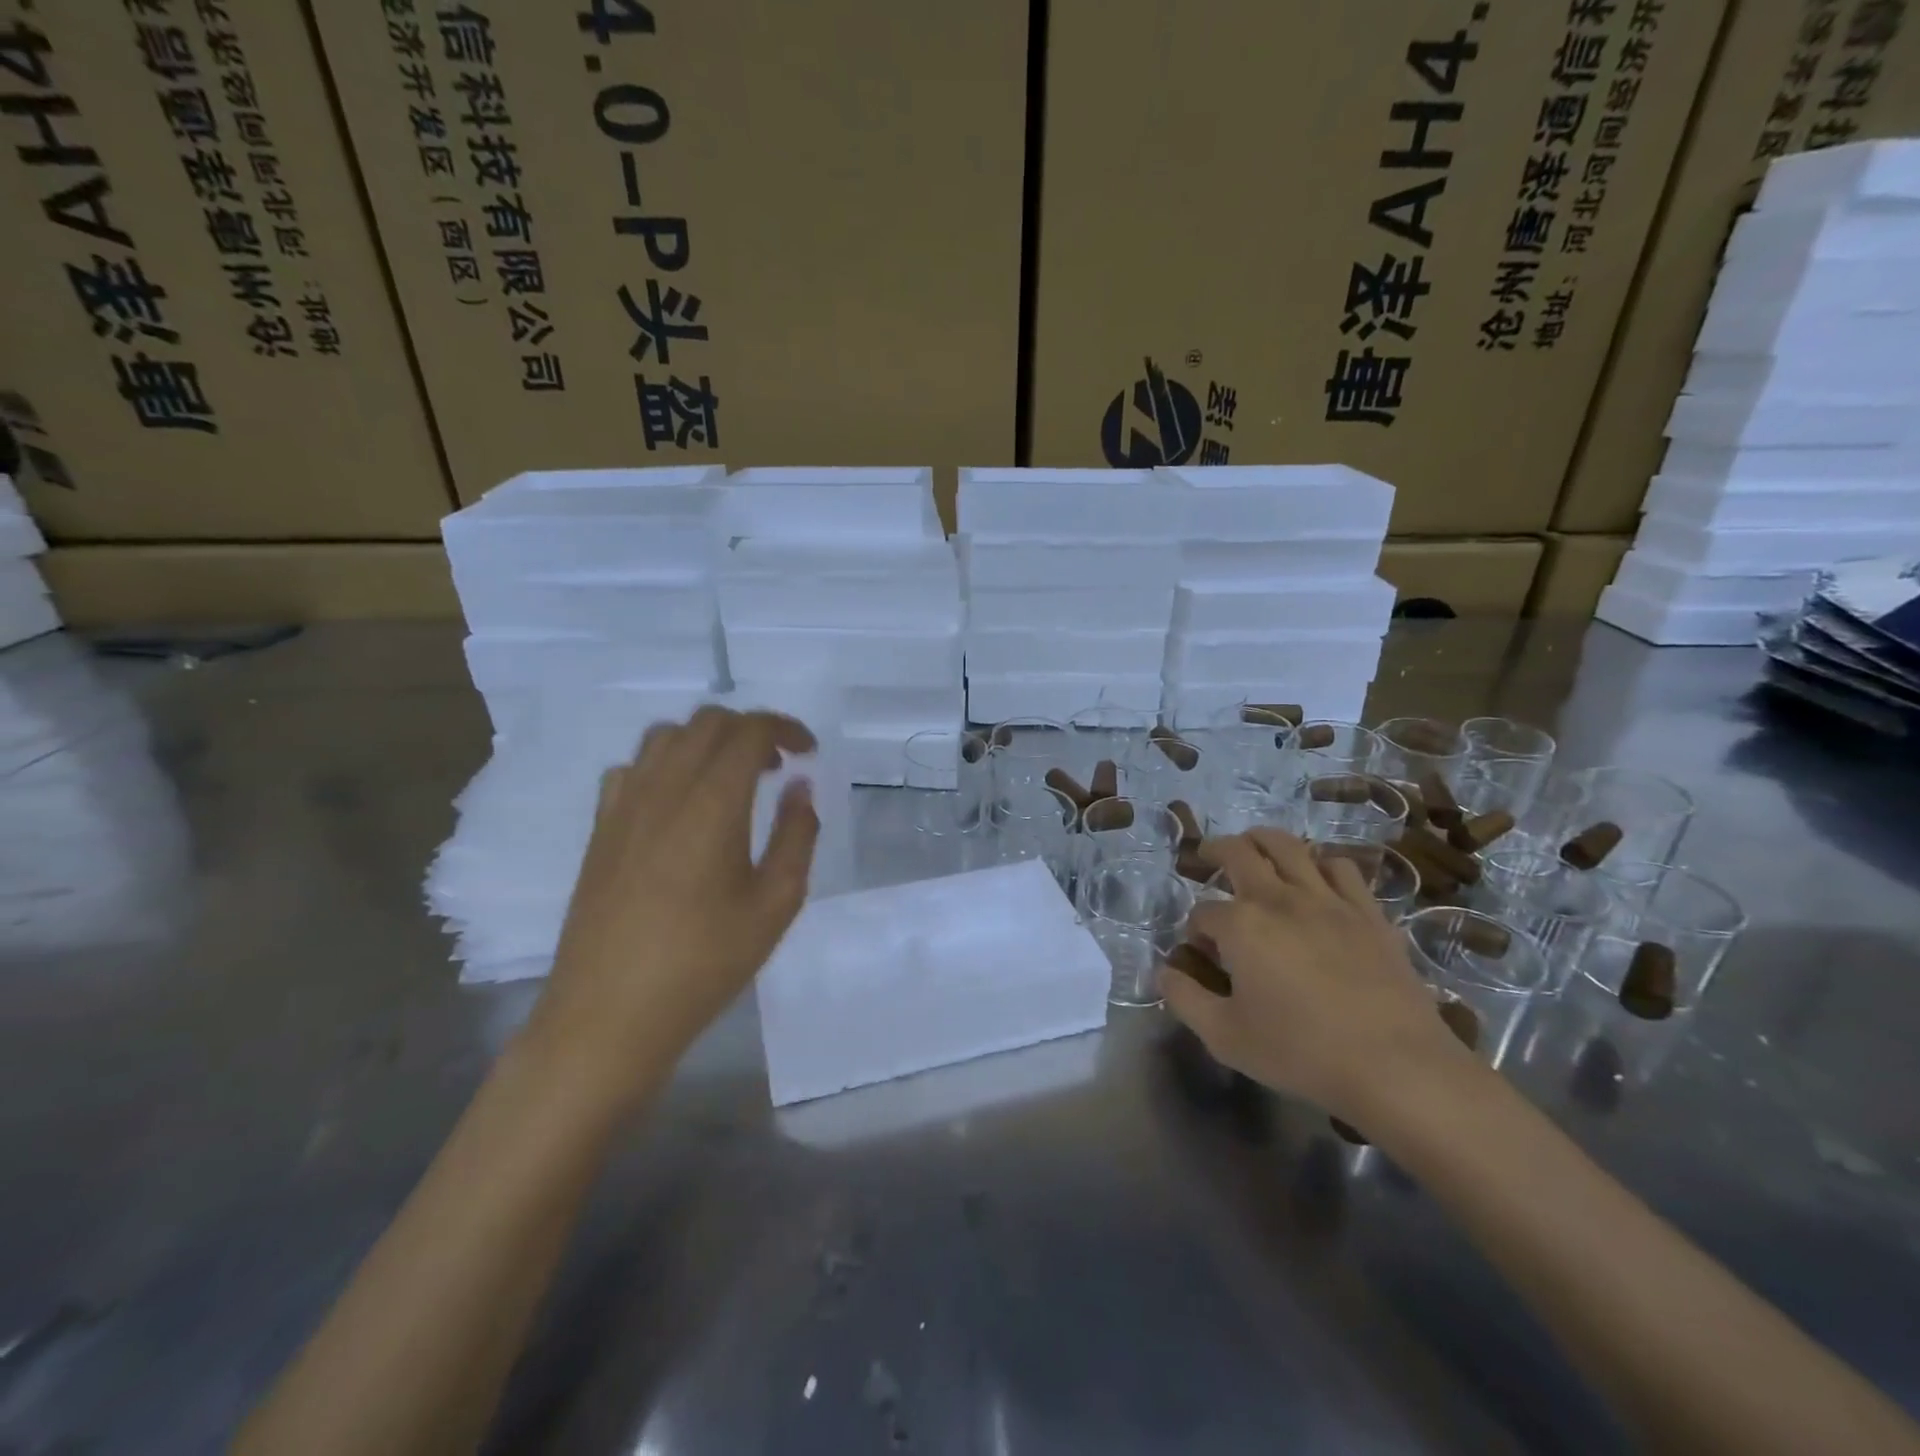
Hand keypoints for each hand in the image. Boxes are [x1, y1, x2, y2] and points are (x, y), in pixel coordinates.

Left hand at [529, 707, 819, 1102]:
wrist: (609, 1014)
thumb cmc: (704, 962)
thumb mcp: (775, 905)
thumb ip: (796, 836)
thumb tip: (800, 788)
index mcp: (712, 803)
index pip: (749, 731)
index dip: (785, 728)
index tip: (808, 752)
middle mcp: (664, 789)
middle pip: (707, 722)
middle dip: (750, 729)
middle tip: (777, 766)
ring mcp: (624, 806)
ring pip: (666, 736)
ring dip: (706, 741)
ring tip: (730, 779)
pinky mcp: (600, 828)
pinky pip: (632, 768)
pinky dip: (665, 764)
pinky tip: (678, 803)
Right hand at [1159, 829, 1474, 1122]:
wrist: (1396, 1066)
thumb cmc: (1301, 1052)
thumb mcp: (1224, 1036)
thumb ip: (1185, 998)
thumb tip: (1164, 972)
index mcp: (1240, 925)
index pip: (1202, 913)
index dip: (1196, 930)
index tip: (1202, 953)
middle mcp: (1278, 898)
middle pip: (1238, 852)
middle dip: (1215, 851)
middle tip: (1207, 856)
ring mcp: (1327, 899)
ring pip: (1289, 846)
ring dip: (1263, 840)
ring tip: (1255, 847)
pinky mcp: (1367, 911)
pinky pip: (1340, 867)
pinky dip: (1320, 863)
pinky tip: (1316, 878)